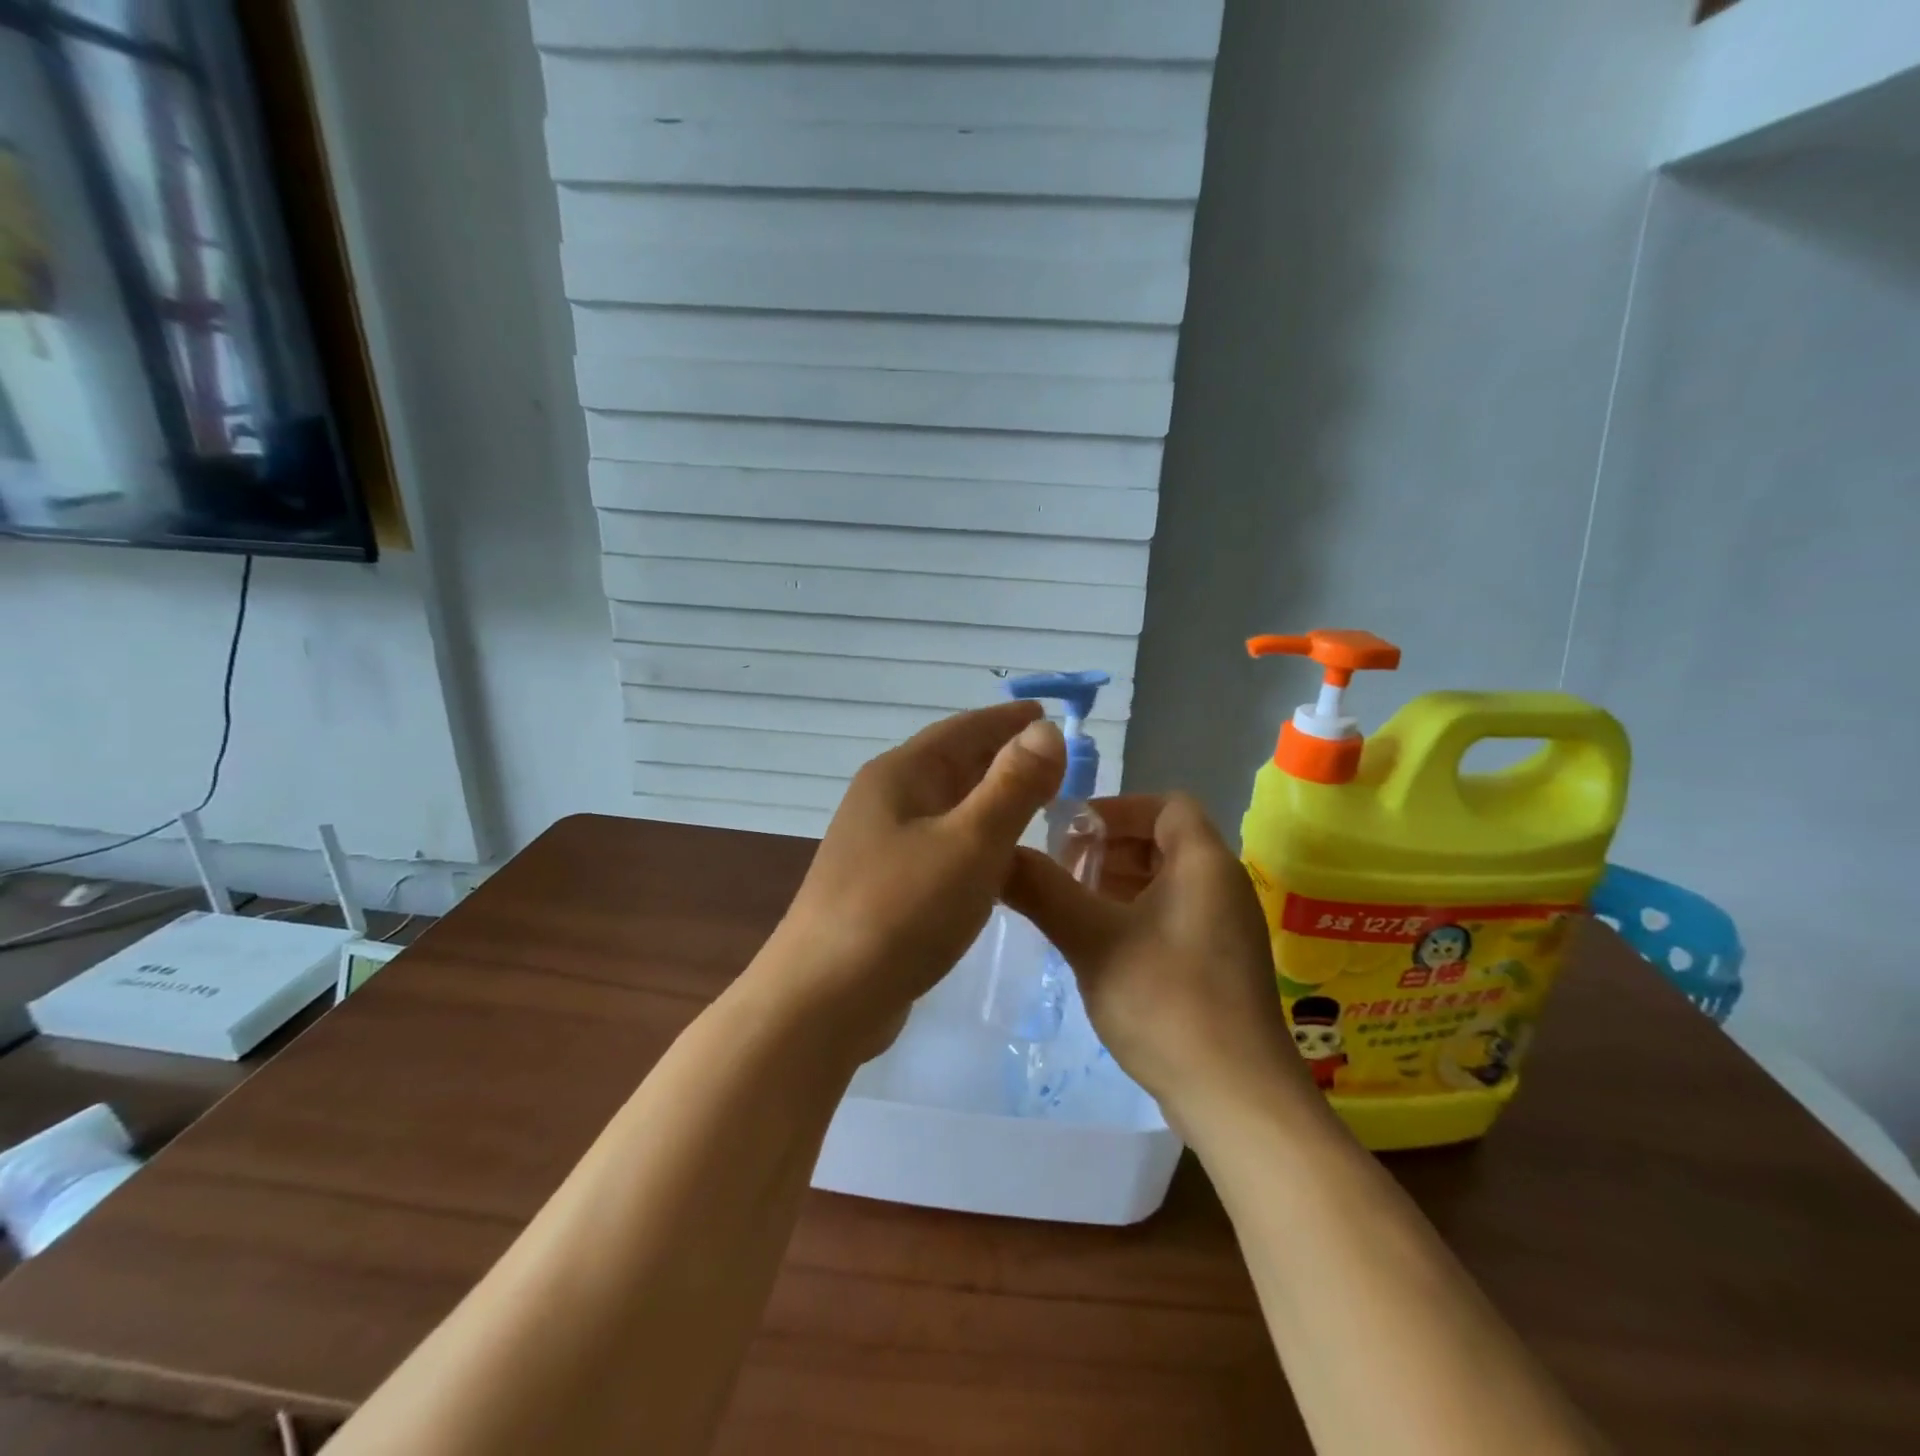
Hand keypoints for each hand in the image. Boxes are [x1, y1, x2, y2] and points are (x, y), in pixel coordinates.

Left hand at [757, 702, 1066, 1055]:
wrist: (824, 999)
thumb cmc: (902, 911)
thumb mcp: (970, 842)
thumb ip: (1013, 785)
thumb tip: (1046, 730)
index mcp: (900, 775)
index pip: (963, 729)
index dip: (1007, 720)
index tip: (1048, 715)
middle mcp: (884, 800)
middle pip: (952, 764)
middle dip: (1002, 758)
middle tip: (1056, 763)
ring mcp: (878, 845)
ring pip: (946, 808)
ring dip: (989, 801)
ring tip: (1034, 806)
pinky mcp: (882, 887)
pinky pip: (939, 845)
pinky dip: (973, 841)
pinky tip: (994, 862)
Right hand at [1003, 793, 1319, 1128]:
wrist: (1237, 1098)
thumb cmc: (1166, 1000)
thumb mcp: (1092, 940)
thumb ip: (1043, 891)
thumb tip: (1000, 855)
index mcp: (1204, 863)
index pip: (1165, 804)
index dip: (1115, 809)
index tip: (1069, 833)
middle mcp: (1223, 886)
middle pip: (1163, 841)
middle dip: (1109, 849)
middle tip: (1062, 872)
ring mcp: (1226, 929)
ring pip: (1167, 883)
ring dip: (1118, 885)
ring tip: (1071, 908)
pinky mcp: (1221, 967)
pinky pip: (1174, 918)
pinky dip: (1135, 916)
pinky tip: (1099, 946)